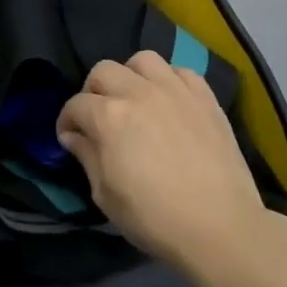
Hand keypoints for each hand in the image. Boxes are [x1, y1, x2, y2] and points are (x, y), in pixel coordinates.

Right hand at [57, 51, 267, 274]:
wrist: (220, 226)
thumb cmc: (154, 217)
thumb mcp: (105, 195)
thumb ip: (86, 157)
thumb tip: (74, 136)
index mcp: (109, 117)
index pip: (75, 105)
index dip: (66, 121)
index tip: (69, 138)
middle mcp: (139, 93)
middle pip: (103, 71)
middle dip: (93, 92)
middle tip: (99, 118)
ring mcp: (175, 91)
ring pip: (142, 60)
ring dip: (130, 76)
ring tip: (134, 100)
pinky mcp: (205, 97)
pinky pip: (180, 71)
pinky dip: (168, 80)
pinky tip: (169, 102)